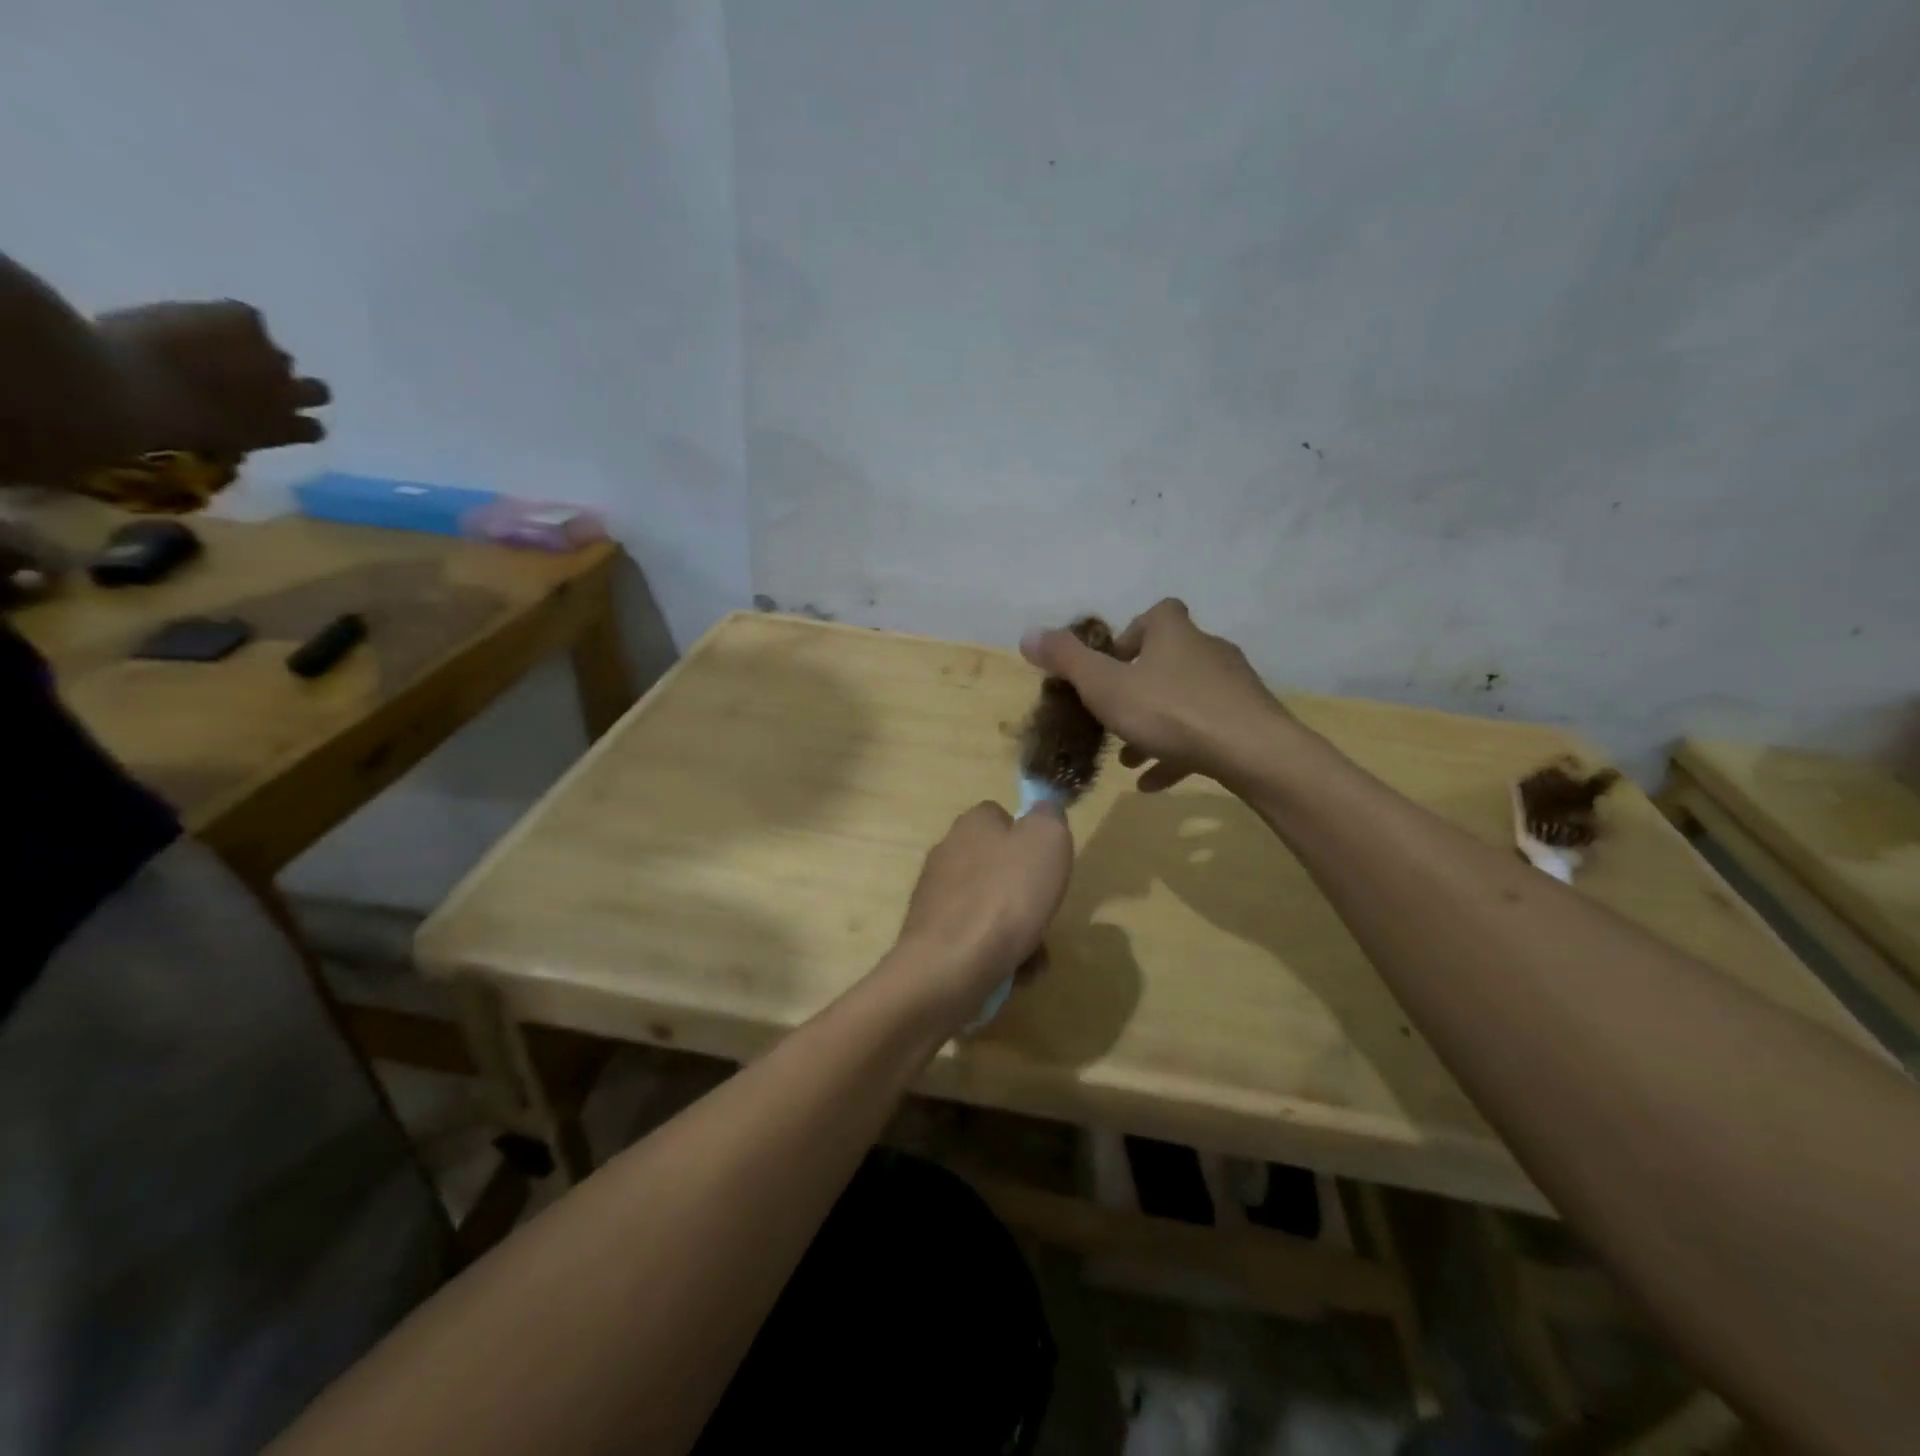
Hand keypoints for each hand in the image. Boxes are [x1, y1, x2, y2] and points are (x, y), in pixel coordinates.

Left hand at [96, 301, 329, 458]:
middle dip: (290, 386)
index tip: (268, 416)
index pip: (313, 428)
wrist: (118, 383)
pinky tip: (191, 322)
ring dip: (259, 355)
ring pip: (283, 357)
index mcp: (281, 432)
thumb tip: (231, 431)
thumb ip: (234, 434)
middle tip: (252, 380)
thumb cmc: (152, 429)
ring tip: (218, 349)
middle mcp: (288, 395)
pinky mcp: (244, 319)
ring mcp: (270, 355)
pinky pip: (245, 316)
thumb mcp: (205, 444)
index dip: (293, 419)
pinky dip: (224, 319)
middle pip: (316, 392)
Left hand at [887, 801, 1073, 1025]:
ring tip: (1033, 955)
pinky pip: (975, 939)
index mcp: (972, 824)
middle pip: (997, 866)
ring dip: (1017, 929)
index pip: (1001, 816)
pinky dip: (996, 953)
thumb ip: (1049, 817)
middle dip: (1025, 893)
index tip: (1046, 863)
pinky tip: (1012, 972)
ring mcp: (935, 895)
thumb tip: (1042, 810)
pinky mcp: (931, 934)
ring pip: (990, 906)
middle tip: (1043, 913)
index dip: (1028, 837)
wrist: (950, 966)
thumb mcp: (1047, 841)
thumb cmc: (1006, 896)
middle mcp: (947, 852)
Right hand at [1021, 598, 1294, 793]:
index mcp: (1175, 633)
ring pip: (1185, 702)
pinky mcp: (1247, 722)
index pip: (1156, 615)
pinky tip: (1156, 782)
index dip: (1132, 634)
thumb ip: (1067, 661)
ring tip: (1129, 759)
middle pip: (1169, 661)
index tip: (1112, 665)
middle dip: (1138, 689)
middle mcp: (1208, 651)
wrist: (1253, 752)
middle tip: (1113, 716)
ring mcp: (1232, 688)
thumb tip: (1028, 634)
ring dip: (1155, 725)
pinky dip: (1179, 752)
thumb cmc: (1171, 711)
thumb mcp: (1106, 687)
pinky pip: (1205, 734)